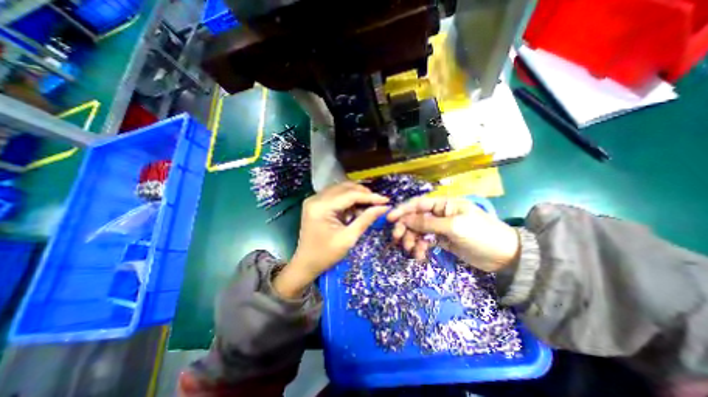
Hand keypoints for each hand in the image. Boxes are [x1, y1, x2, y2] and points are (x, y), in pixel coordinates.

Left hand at [272, 184, 392, 297]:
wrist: (305, 263)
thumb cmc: (326, 255)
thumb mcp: (348, 238)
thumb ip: (366, 220)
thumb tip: (383, 207)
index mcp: (321, 207)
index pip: (350, 195)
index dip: (369, 196)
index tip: (386, 200)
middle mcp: (315, 198)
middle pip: (345, 188)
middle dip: (364, 193)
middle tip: (378, 202)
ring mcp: (314, 199)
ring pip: (341, 189)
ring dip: (356, 195)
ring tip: (369, 204)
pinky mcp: (316, 203)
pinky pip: (336, 195)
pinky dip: (348, 199)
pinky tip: (356, 208)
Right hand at [387, 195, 518, 272]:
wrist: (504, 257)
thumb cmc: (481, 235)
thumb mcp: (454, 227)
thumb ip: (428, 223)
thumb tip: (405, 219)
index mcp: (444, 205)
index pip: (418, 204)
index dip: (403, 210)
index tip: (390, 219)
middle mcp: (439, 214)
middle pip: (415, 218)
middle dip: (405, 227)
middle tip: (398, 239)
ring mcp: (439, 228)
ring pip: (418, 231)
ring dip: (412, 240)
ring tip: (412, 251)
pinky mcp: (441, 240)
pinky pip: (424, 241)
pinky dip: (420, 248)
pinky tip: (420, 255)